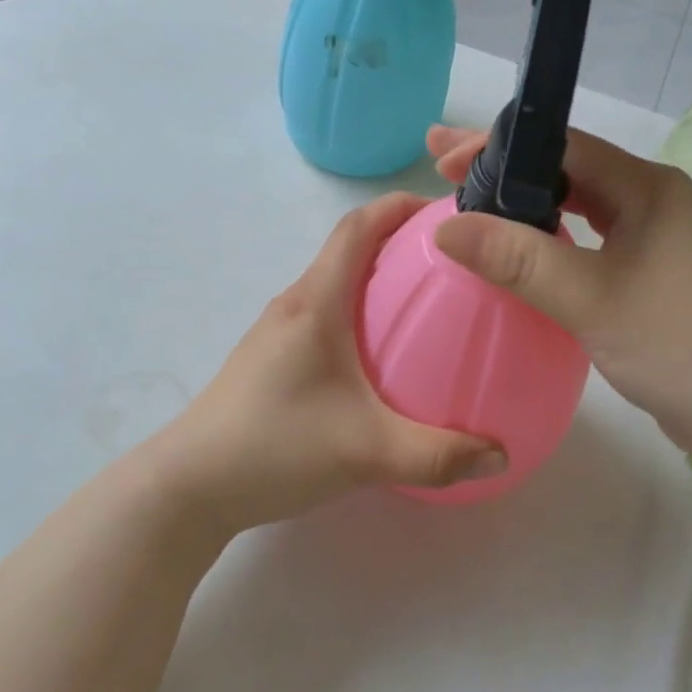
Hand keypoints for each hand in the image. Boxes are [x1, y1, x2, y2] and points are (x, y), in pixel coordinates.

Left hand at [150, 194, 507, 536]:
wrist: (190, 486)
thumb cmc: (275, 447)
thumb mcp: (366, 452)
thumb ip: (438, 454)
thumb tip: (500, 453)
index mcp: (315, 303)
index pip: (356, 227)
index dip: (398, 205)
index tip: (444, 210)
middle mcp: (295, 304)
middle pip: (349, 249)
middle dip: (399, 241)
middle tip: (454, 261)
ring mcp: (278, 331)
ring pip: (336, 284)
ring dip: (377, 278)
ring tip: (427, 303)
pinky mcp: (272, 358)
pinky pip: (325, 314)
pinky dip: (359, 312)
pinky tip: (383, 355)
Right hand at [426, 125, 691, 459]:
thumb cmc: (681, 344)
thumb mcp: (592, 298)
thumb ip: (518, 260)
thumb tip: (444, 227)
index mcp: (646, 186)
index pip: (561, 146)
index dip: (497, 148)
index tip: (443, 159)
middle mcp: (651, 201)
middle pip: (565, 171)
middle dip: (503, 170)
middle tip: (442, 170)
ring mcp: (654, 239)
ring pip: (577, 208)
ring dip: (524, 206)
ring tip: (469, 206)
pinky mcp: (650, 275)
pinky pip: (587, 243)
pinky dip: (548, 240)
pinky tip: (518, 252)